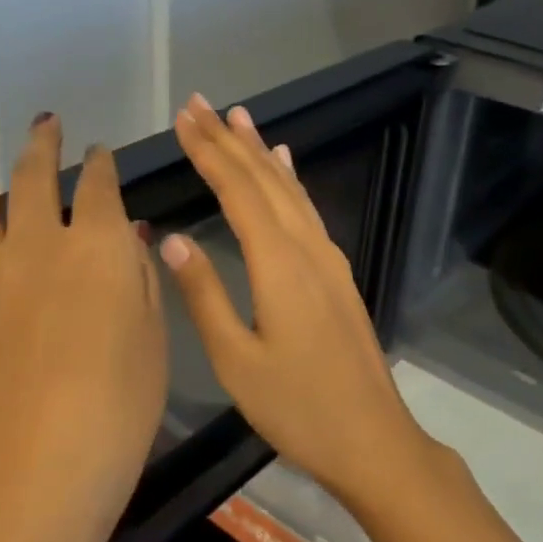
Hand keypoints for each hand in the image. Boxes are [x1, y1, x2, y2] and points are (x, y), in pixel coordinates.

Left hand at [0, 114, 167, 541]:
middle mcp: (38, 242)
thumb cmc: (117, 410)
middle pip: (36, 177)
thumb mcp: (154, 341)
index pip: (101, 186)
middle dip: (42, 145)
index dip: (102, 165)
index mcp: (99, 246)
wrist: (31, 470)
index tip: (101, 155)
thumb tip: (130, 237)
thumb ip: (141, 280)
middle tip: (44, 123)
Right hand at [159, 94, 432, 503]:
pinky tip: (286, 167)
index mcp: (278, 263)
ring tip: (239, 118)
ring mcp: (328, 259)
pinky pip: (308, 211)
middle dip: (229, 140)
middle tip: (200, 104)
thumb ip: (204, 293)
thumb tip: (171, 238)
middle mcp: (307, 247)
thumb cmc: (297, 406)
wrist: (371, 437)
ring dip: (261, 152)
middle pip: (264, 180)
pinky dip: (291, 181)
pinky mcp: (337, 274)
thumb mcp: (236, 359)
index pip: (237, 191)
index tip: (183, 118)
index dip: (208, 152)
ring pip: (290, 190)